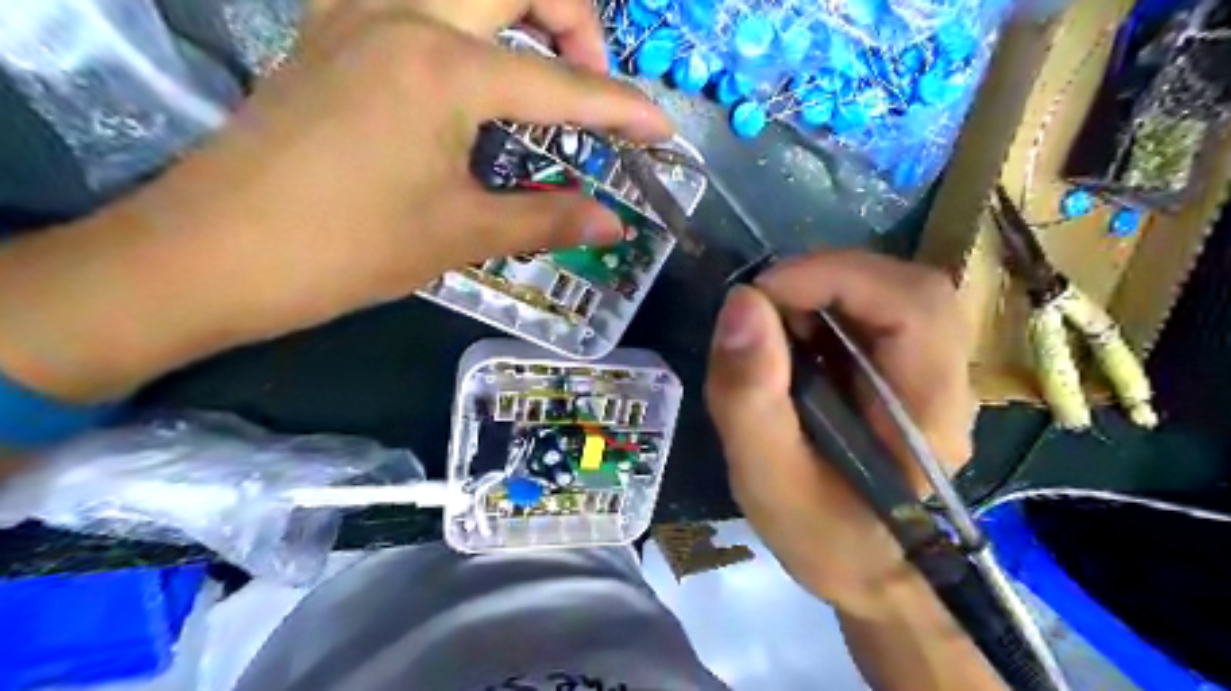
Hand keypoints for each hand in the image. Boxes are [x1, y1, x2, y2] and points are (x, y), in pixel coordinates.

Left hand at [0, 0, 669, 401]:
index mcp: (444, 66)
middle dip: (575, 20)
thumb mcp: (460, 234)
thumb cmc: (346, 248)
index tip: (663, 130)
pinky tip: (474, 73)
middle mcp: (404, 13)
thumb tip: (614, 224)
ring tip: (544, 71)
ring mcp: (358, 12)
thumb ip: (547, 220)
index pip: (563, 84)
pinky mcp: (332, 31)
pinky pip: (420, 0)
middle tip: (592, 82)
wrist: (214, 252)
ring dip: (520, 12)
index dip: (623, 109)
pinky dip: (469, 23)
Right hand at [708, 252, 976, 617]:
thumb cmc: (821, 534)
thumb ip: (749, 396)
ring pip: (892, 290)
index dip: (833, 279)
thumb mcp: (765, 478)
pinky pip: (875, 309)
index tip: (759, 295)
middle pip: (908, 286)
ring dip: (823, 290)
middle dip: (825, 279)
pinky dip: (825, 305)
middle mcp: (948, 379)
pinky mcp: (909, 366)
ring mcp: (934, 369)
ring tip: (773, 326)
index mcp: (928, 413)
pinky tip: (793, 337)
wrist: (867, 567)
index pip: (912, 306)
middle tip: (762, 307)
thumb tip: (741, 303)